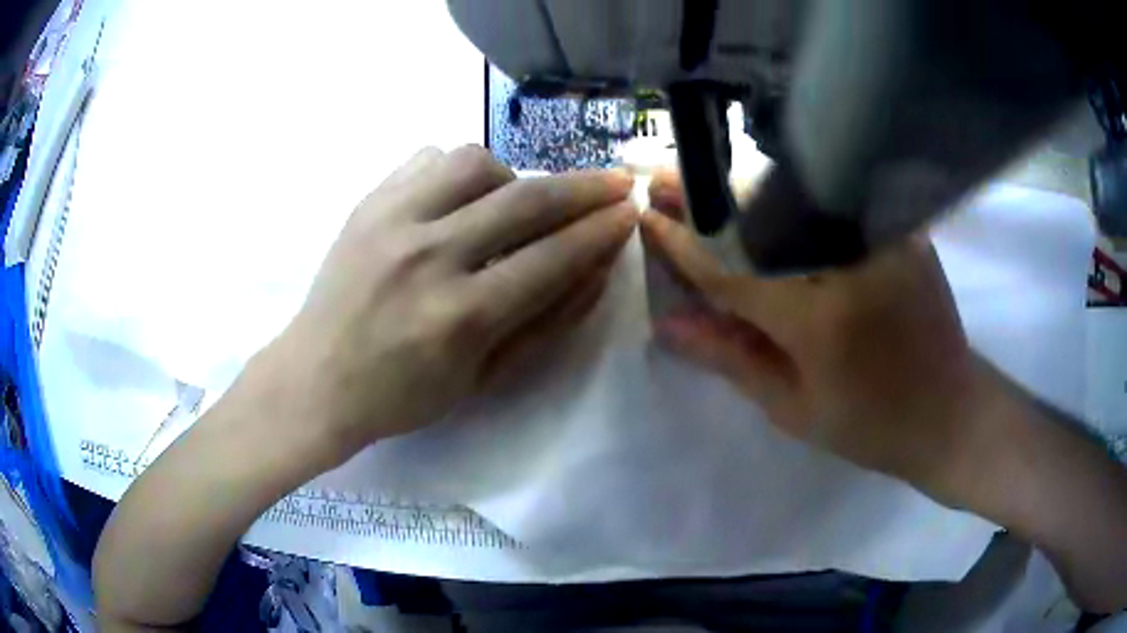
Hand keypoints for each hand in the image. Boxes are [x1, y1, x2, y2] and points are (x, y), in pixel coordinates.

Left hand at [258, 146, 635, 462]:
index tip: (629, 211)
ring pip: (476, 161)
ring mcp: (391, 220)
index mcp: (460, 317)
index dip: (600, 231)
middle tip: (613, 182)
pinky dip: (460, 173)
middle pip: (525, 200)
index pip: (552, 257)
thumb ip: (545, 323)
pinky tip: (461, 199)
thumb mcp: (483, 378)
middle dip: (583, 187)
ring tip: (513, 204)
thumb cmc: (401, 395)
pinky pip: (430, 158)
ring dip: (513, 176)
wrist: (315, 379)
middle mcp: (428, 257)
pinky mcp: (368, 203)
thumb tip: (595, 270)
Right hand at [642, 170, 989, 495]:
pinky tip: (763, 197)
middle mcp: (848, 261)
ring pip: (795, 196)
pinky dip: (790, 196)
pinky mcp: (900, 229)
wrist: (950, 412)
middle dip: (703, 193)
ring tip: (699, 182)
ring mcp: (879, 236)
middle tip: (659, 177)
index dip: (681, 241)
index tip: (644, 215)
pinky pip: (833, 203)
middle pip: (759, 211)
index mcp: (817, 316)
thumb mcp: (793, 408)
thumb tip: (667, 325)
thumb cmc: (870, 425)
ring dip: (741, 186)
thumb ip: (730, 358)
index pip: (729, 267)